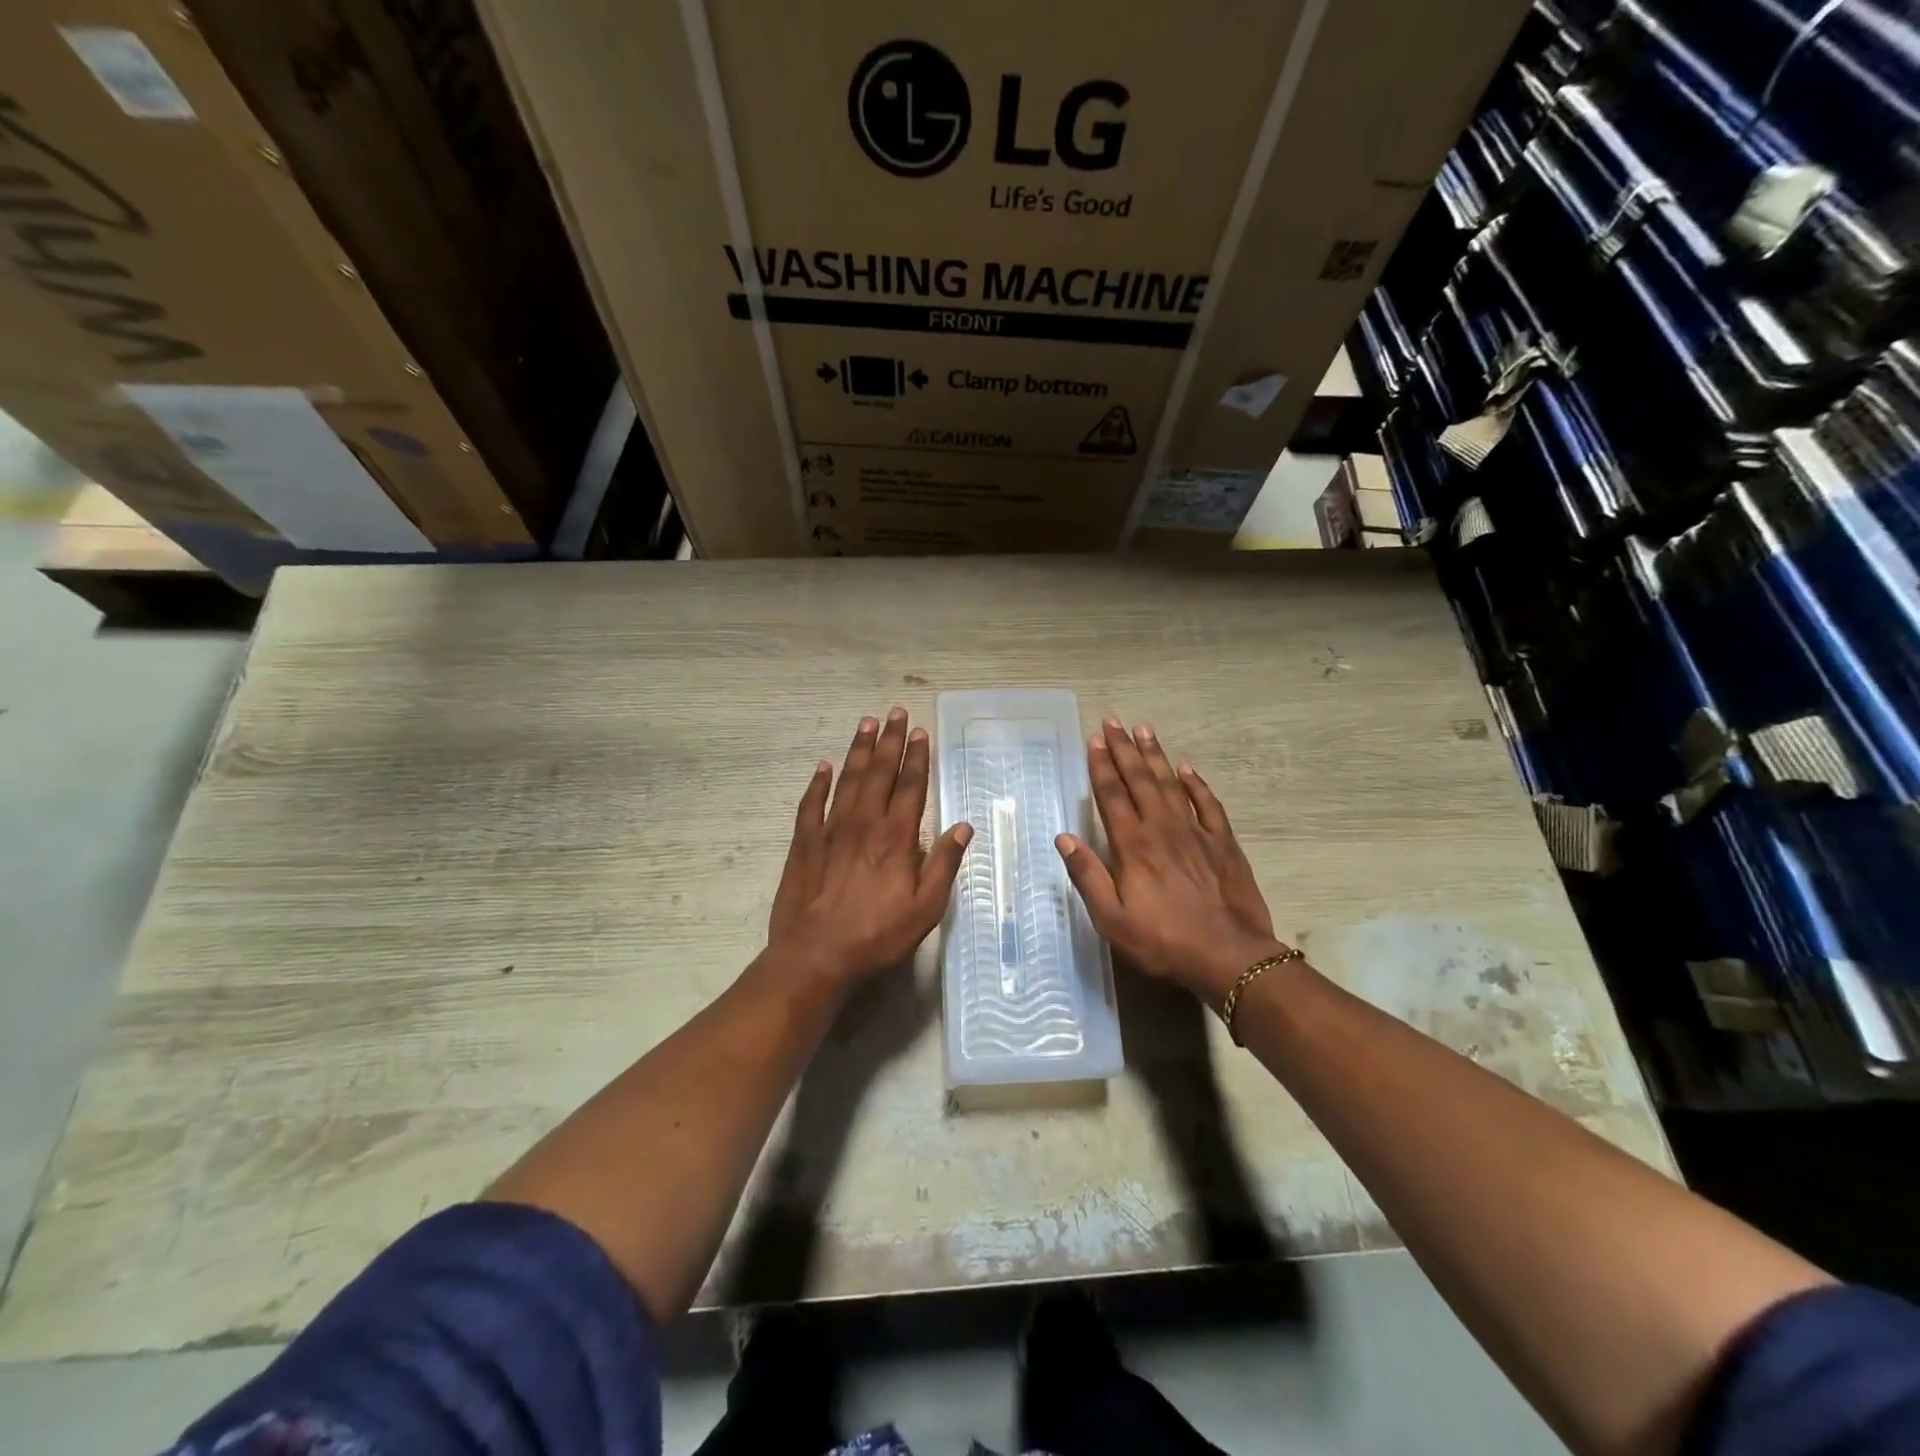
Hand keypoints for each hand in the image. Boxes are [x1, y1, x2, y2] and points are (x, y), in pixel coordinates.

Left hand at [768, 708, 972, 986]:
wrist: (816, 957)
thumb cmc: (877, 936)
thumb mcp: (925, 908)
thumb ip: (944, 864)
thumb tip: (963, 826)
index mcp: (895, 838)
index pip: (910, 787)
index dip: (916, 757)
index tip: (919, 732)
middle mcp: (863, 824)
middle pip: (878, 773)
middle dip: (888, 741)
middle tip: (894, 712)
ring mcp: (830, 831)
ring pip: (846, 780)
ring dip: (857, 750)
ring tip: (865, 724)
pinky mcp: (803, 844)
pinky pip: (810, 804)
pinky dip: (817, 783)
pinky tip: (823, 766)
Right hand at [1055, 718, 1284, 1005]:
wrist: (1230, 956)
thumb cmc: (1163, 941)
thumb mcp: (1112, 919)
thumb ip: (1088, 876)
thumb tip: (1064, 837)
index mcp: (1133, 845)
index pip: (1112, 796)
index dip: (1101, 766)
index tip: (1093, 740)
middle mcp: (1162, 828)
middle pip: (1139, 780)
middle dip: (1124, 749)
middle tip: (1113, 721)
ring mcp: (1196, 832)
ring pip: (1171, 783)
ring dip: (1156, 755)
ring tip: (1144, 729)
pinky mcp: (1223, 842)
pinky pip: (1208, 804)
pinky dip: (1196, 784)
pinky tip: (1187, 769)